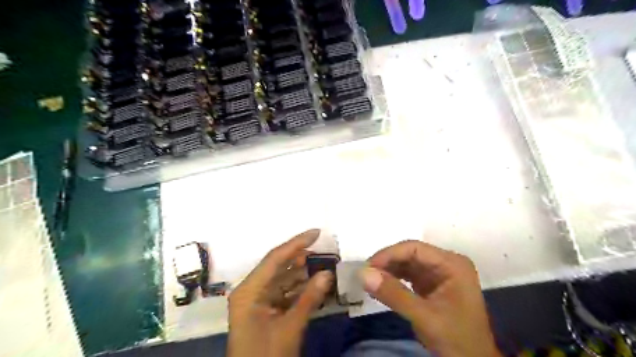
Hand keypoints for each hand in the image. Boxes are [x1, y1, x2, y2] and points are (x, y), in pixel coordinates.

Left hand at [227, 229, 333, 356]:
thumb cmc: (266, 356)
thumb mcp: (289, 328)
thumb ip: (309, 299)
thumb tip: (328, 273)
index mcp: (249, 290)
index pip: (275, 258)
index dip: (297, 243)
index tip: (317, 232)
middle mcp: (251, 289)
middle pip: (279, 266)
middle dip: (302, 257)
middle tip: (325, 250)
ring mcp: (257, 300)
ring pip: (283, 279)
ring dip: (303, 273)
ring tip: (325, 264)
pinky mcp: (265, 309)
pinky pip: (284, 292)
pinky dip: (300, 288)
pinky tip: (316, 284)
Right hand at [359, 240, 498, 356]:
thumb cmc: (456, 339)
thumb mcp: (424, 317)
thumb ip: (394, 294)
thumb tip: (363, 274)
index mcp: (452, 264)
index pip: (415, 249)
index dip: (389, 254)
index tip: (368, 267)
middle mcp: (446, 263)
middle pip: (410, 254)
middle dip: (387, 263)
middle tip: (366, 275)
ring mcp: (439, 273)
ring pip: (408, 264)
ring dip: (389, 271)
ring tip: (371, 281)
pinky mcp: (432, 284)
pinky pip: (409, 275)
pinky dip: (394, 280)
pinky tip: (382, 286)